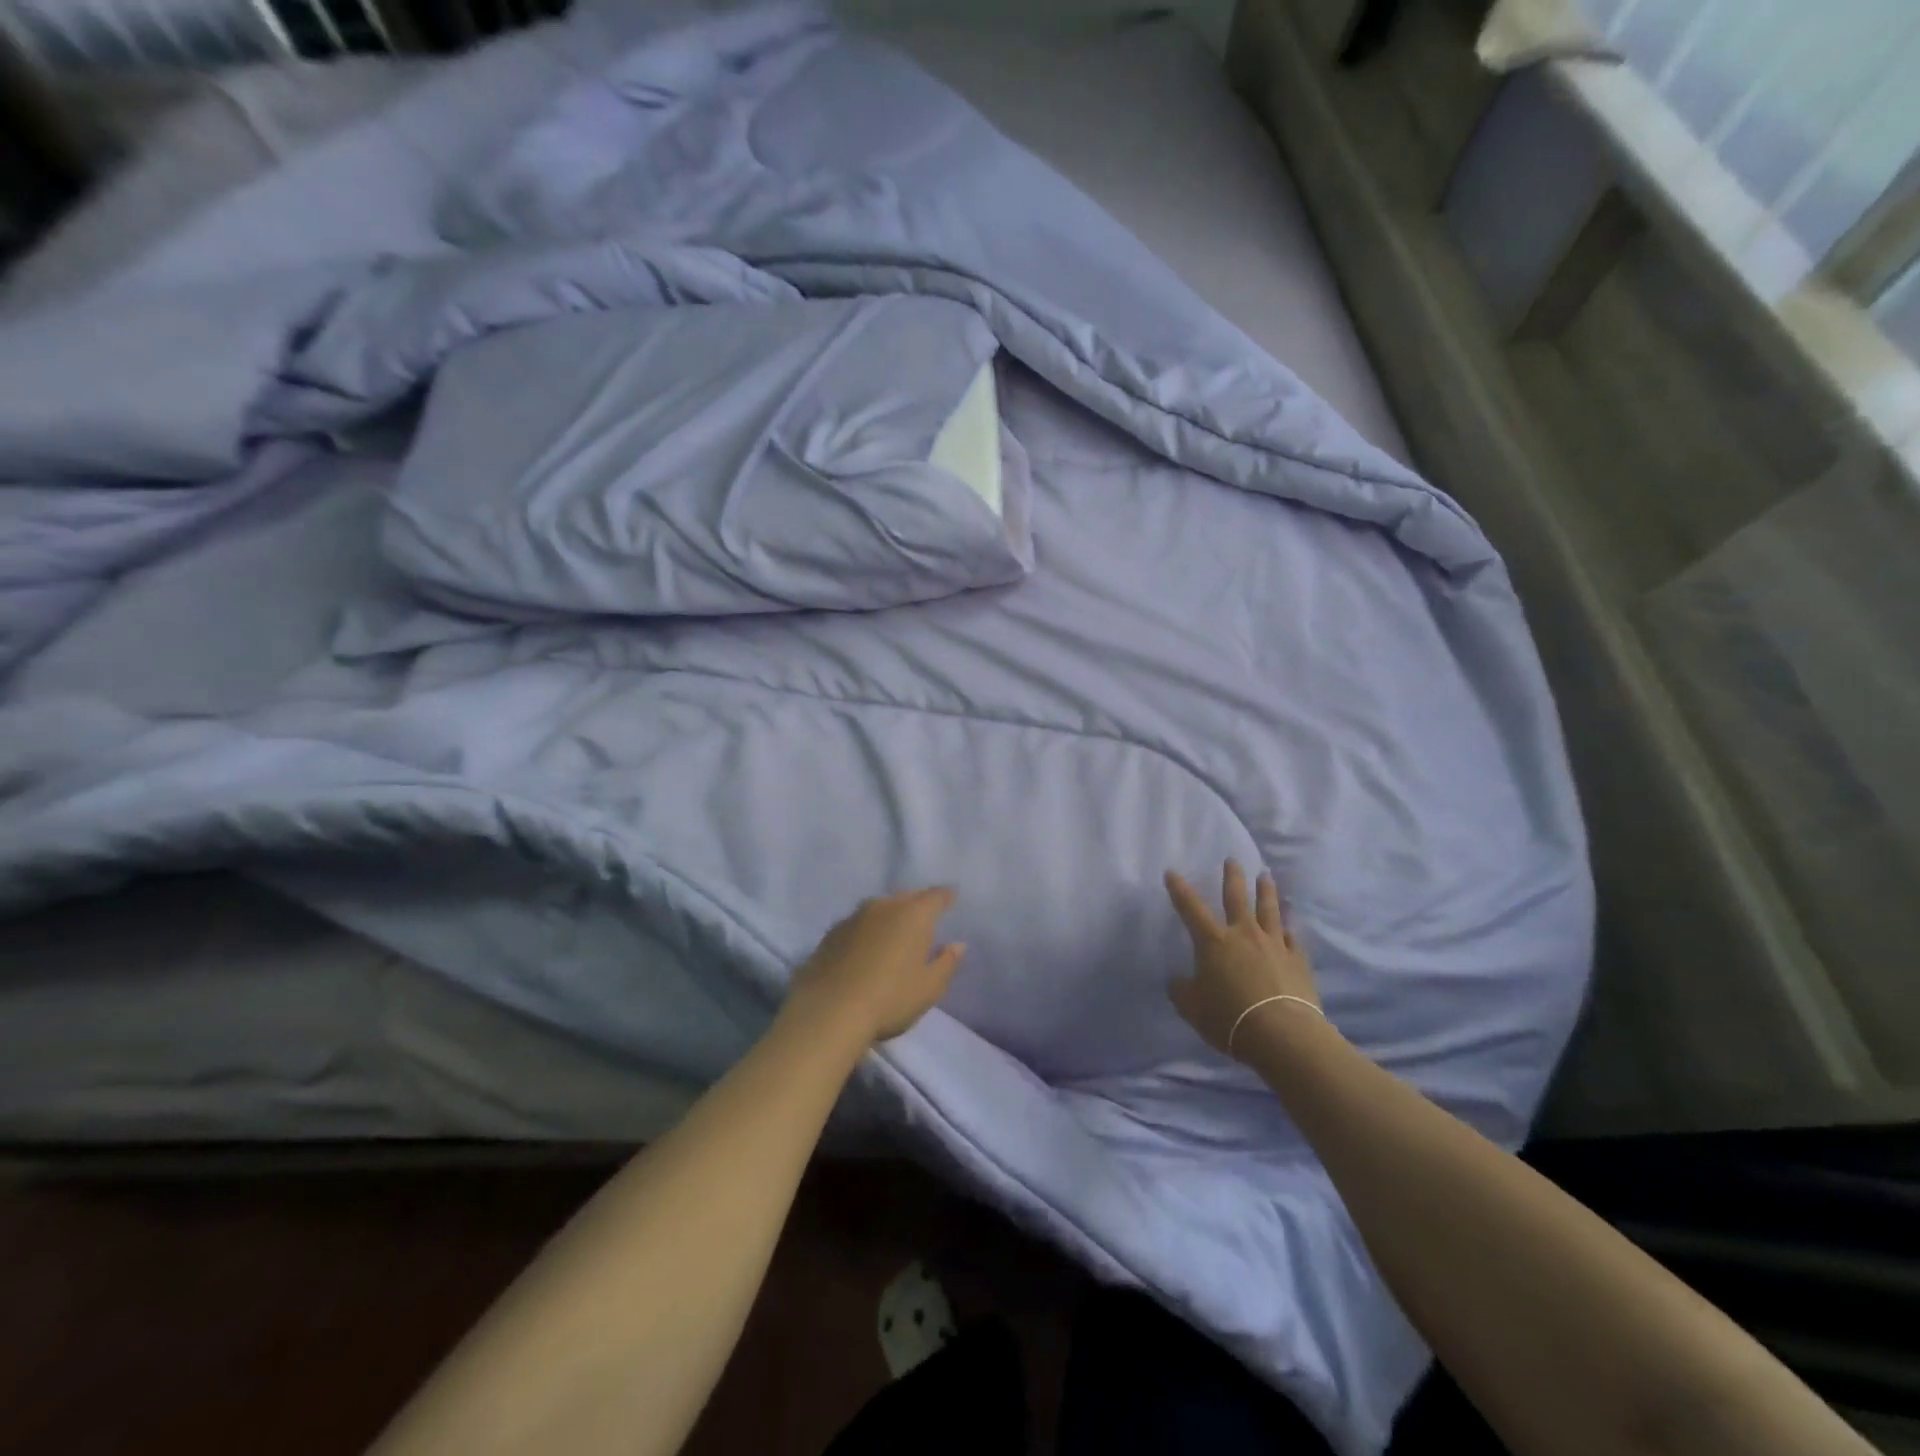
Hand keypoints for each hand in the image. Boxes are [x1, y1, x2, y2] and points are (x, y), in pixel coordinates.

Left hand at [783, 888, 965, 1046]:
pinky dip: (867, 929)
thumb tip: (958, 944)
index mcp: (913, 915)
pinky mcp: (831, 933)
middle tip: (925, 914)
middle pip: (906, 897)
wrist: (829, 1011)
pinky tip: (866, 945)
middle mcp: (884, 906)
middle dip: (918, 902)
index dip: (946, 896)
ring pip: (879, 907)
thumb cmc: (890, 999)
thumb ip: (947, 963)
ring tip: (895, 929)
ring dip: (890, 914)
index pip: (935, 896)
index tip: (952, 896)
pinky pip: (858, 923)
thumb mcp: (929, 988)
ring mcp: (854, 917)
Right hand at [1166, 861, 1320, 1059]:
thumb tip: (1177, 980)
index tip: (1172, 872)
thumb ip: (1182, 990)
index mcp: (1213, 942)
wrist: (1281, 1034)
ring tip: (1266, 876)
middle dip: (1232, 877)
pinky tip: (1290, 922)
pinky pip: (1293, 938)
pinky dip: (1290, 927)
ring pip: (1269, 910)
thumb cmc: (1229, 1018)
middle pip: (1237, 898)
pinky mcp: (1298, 960)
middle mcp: (1244, 934)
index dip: (1179, 890)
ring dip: (1266, 891)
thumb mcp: (1192, 1007)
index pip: (1191, 908)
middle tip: (1232, 860)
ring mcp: (1274, 944)